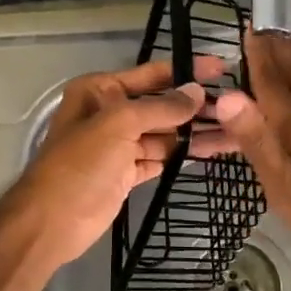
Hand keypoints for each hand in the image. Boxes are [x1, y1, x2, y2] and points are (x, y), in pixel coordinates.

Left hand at [5, 57, 225, 272]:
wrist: (51, 222)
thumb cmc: (80, 164)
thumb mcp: (118, 125)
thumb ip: (160, 107)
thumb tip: (196, 92)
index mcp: (100, 91)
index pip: (151, 75)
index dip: (186, 70)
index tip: (222, 68)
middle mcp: (109, 113)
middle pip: (161, 105)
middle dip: (196, 107)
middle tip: (238, 106)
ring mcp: (118, 145)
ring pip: (165, 134)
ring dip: (196, 134)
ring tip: (237, 132)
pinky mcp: (127, 173)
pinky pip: (161, 158)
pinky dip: (183, 155)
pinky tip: (213, 151)